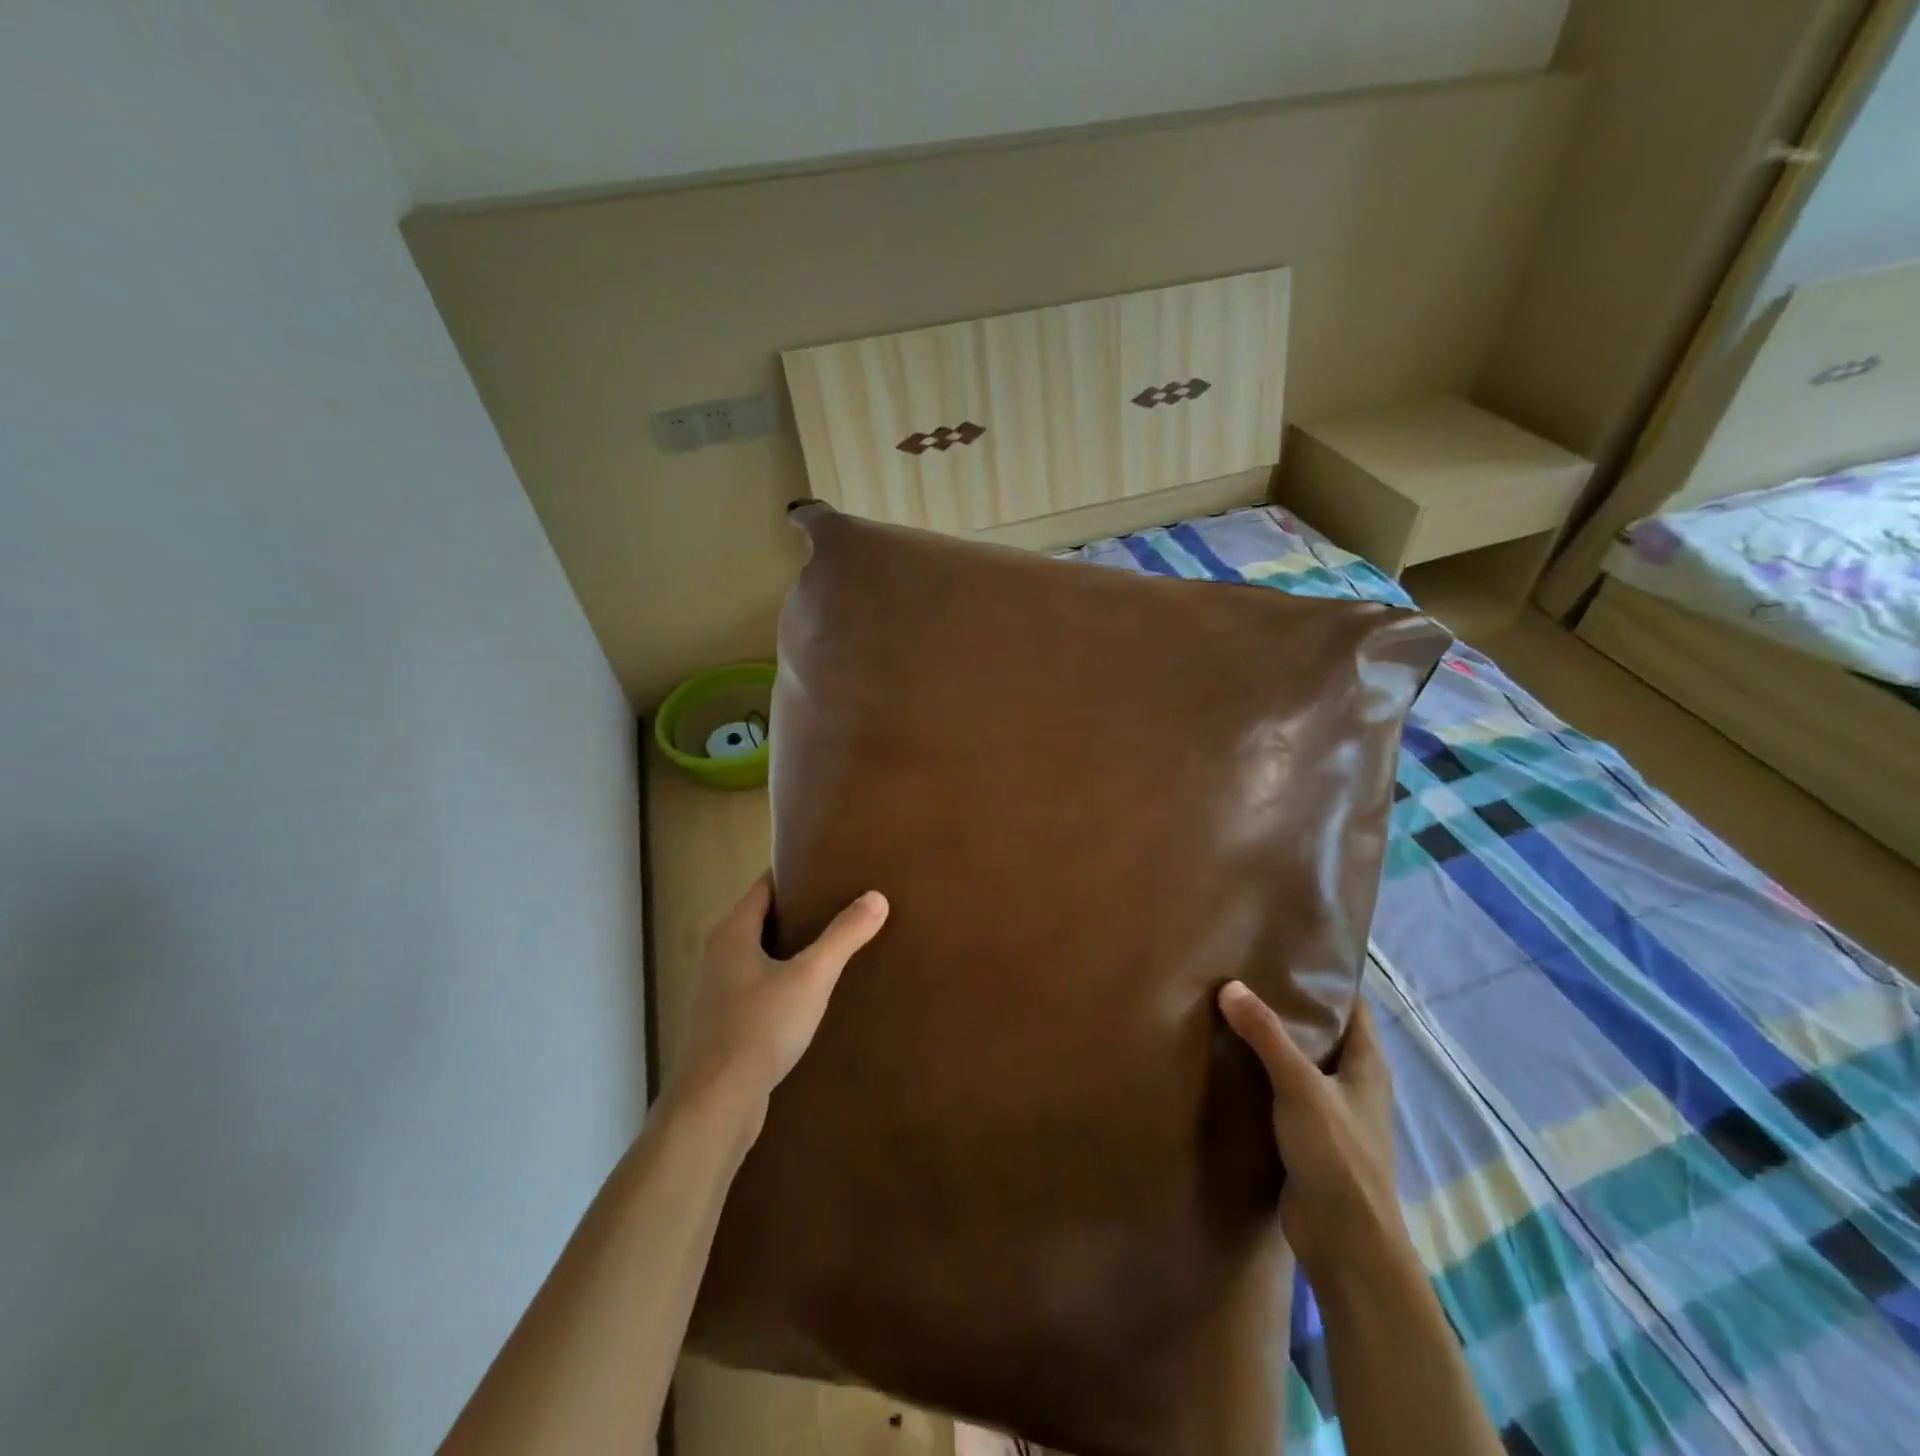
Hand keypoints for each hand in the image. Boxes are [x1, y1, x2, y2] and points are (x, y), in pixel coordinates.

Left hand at [670, 873, 888, 1133]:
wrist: (715, 1104)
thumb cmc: (760, 1028)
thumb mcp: (811, 977)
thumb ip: (844, 936)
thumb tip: (876, 897)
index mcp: (732, 932)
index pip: (765, 886)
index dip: (795, 874)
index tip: (830, 870)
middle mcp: (719, 955)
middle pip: (762, 919)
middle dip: (799, 911)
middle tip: (842, 905)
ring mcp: (718, 992)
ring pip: (760, 956)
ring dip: (792, 949)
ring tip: (834, 946)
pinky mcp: (725, 1024)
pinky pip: (758, 987)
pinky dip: (783, 981)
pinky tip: (812, 995)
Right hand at [1217, 982, 1405, 1280]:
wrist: (1346, 1245)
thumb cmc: (1338, 1157)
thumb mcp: (1300, 1087)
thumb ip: (1266, 1036)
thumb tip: (1230, 986)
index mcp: (1367, 1065)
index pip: (1352, 1006)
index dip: (1325, 979)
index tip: (1284, 954)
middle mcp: (1353, 1083)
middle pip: (1322, 1032)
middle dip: (1288, 1006)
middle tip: (1243, 975)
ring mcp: (1331, 1112)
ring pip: (1300, 1063)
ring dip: (1271, 1042)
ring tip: (1229, 1009)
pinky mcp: (1308, 1137)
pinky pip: (1282, 1092)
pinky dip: (1261, 1075)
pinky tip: (1229, 1062)